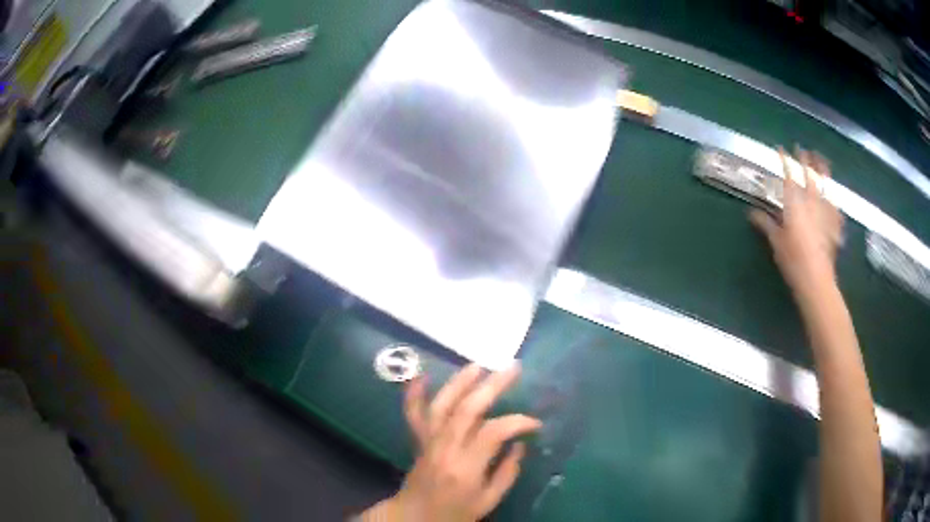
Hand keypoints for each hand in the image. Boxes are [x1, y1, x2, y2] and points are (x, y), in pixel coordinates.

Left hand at [376, 363, 540, 521]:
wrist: (415, 516)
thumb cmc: (456, 512)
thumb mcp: (489, 500)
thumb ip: (507, 472)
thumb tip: (520, 443)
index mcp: (466, 467)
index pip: (494, 432)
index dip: (518, 422)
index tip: (535, 423)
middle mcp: (445, 448)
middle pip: (467, 410)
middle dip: (492, 386)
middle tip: (513, 368)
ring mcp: (428, 441)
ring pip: (441, 405)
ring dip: (459, 382)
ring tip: (479, 365)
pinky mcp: (418, 440)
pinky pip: (413, 413)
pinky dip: (414, 392)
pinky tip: (421, 374)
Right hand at [750, 146, 843, 298]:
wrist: (817, 279)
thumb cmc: (793, 260)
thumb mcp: (776, 242)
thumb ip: (766, 224)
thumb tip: (751, 213)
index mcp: (795, 203)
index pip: (789, 175)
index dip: (785, 160)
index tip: (780, 148)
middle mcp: (811, 201)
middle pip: (809, 175)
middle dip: (805, 160)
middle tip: (802, 148)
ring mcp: (825, 211)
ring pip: (824, 185)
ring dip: (822, 171)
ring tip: (821, 160)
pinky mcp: (835, 224)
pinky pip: (835, 206)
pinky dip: (833, 198)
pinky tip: (834, 196)